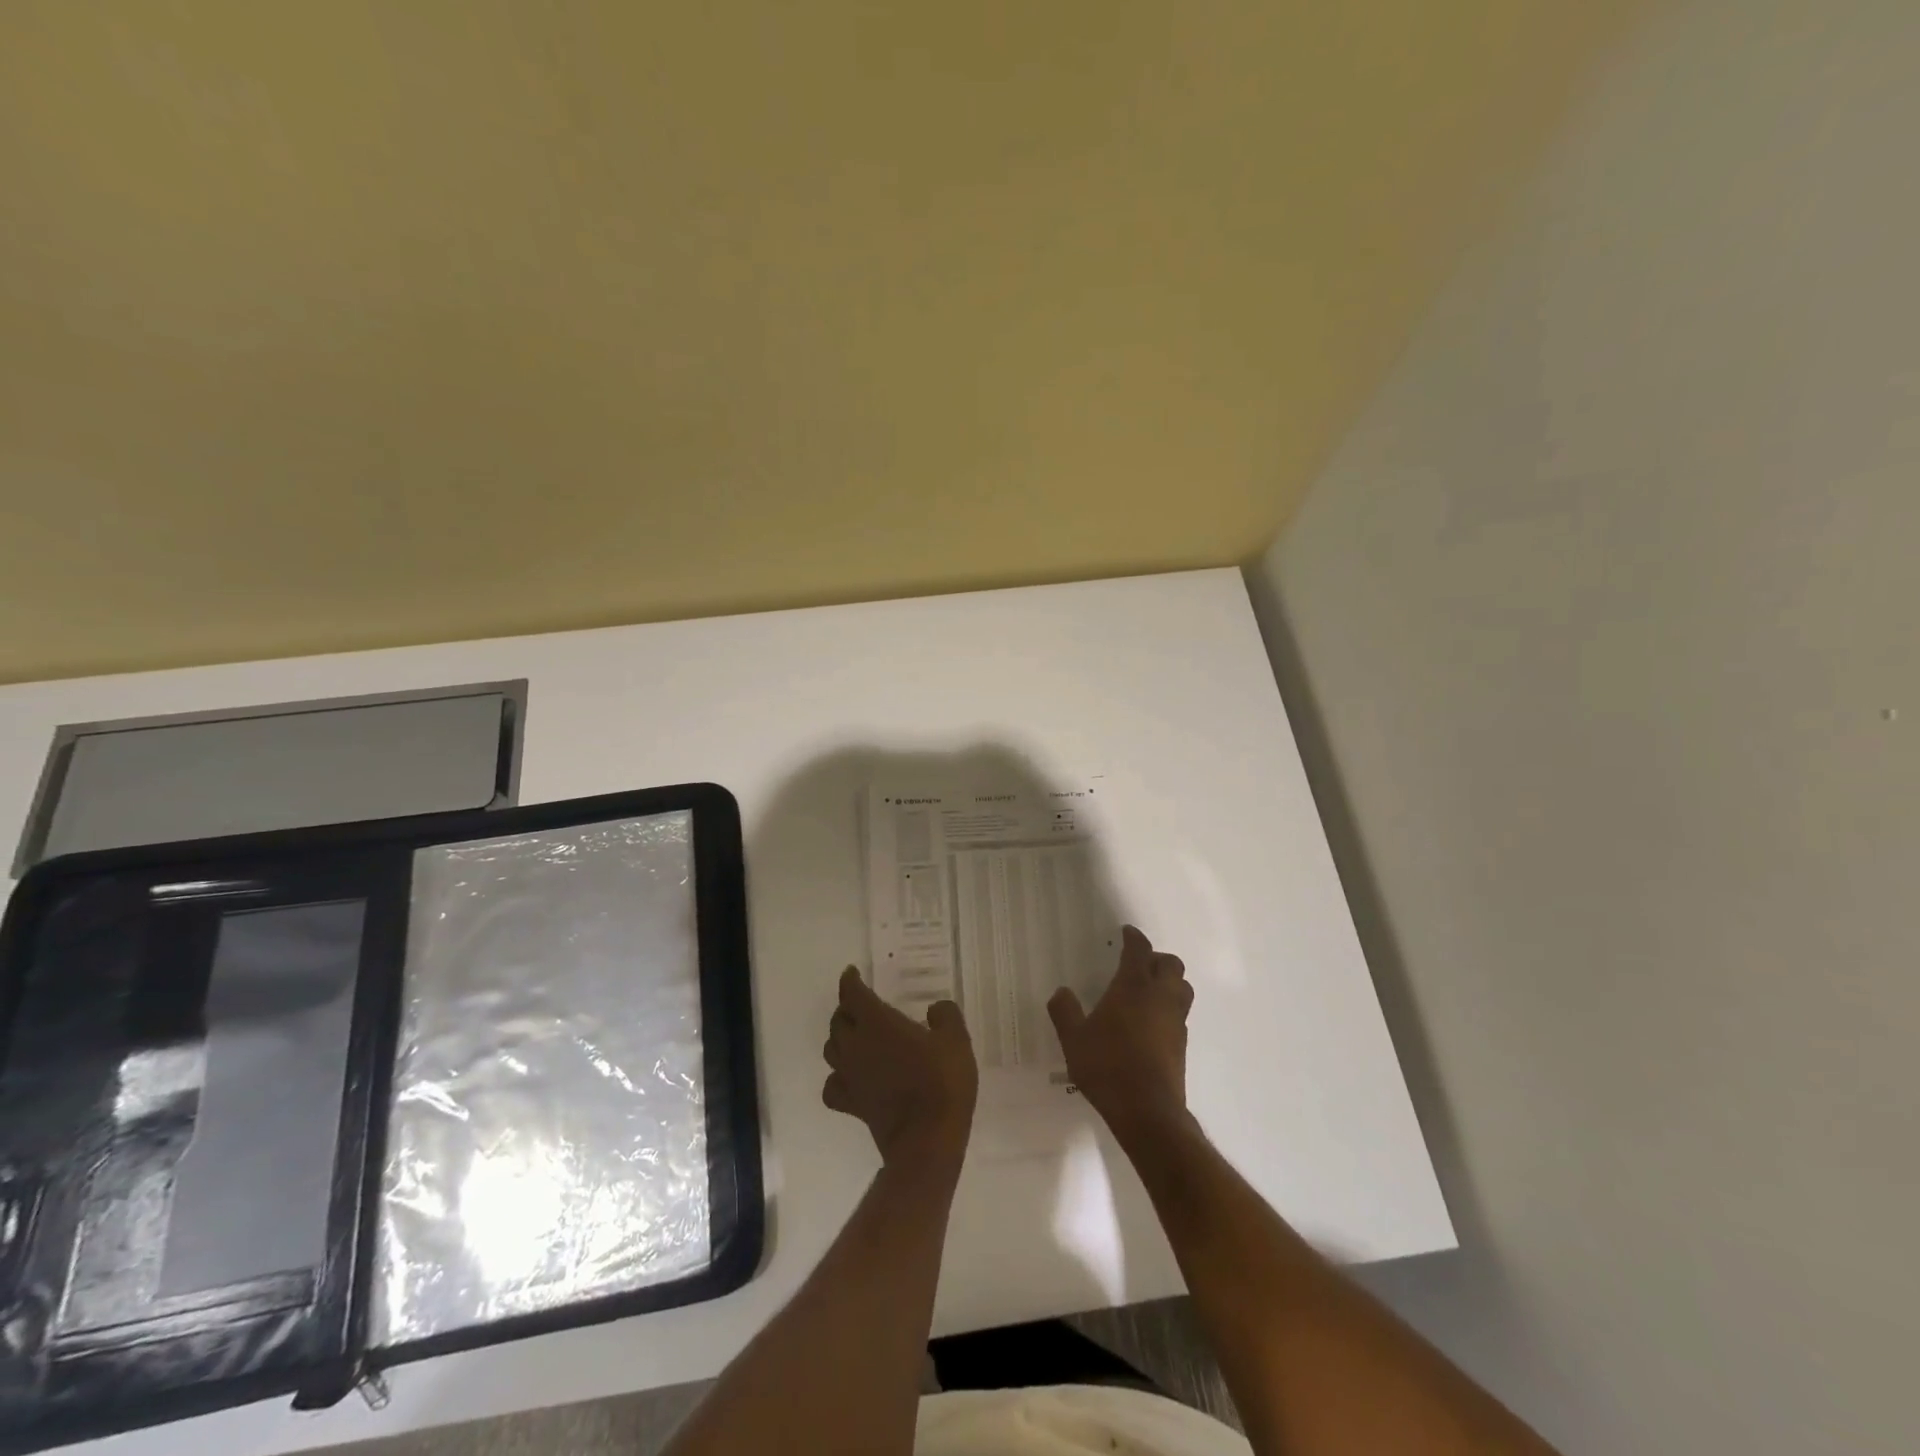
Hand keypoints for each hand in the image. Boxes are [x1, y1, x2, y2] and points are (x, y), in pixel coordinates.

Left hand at [823, 967, 977, 1171]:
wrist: (928, 1139)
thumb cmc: (941, 1082)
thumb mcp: (956, 1039)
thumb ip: (945, 1016)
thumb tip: (935, 1009)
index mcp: (877, 1022)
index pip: (852, 994)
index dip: (850, 981)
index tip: (852, 973)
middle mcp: (856, 1045)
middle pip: (837, 1021)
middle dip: (846, 1009)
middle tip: (860, 1006)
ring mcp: (850, 1076)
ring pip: (831, 1050)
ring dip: (840, 1039)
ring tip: (855, 1036)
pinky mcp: (852, 1105)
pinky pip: (833, 1086)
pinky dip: (837, 1077)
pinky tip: (850, 1077)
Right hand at [1048, 925, 1193, 1140]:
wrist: (1147, 1111)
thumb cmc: (1107, 1066)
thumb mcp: (1074, 1039)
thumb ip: (1064, 1011)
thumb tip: (1061, 992)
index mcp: (1134, 986)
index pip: (1139, 950)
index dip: (1133, 938)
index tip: (1126, 933)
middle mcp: (1160, 996)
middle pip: (1171, 964)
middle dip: (1156, 958)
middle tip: (1137, 964)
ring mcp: (1175, 1021)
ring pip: (1182, 987)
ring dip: (1169, 981)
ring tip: (1148, 990)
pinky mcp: (1182, 1044)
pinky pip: (1180, 1013)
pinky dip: (1169, 1007)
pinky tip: (1150, 1022)